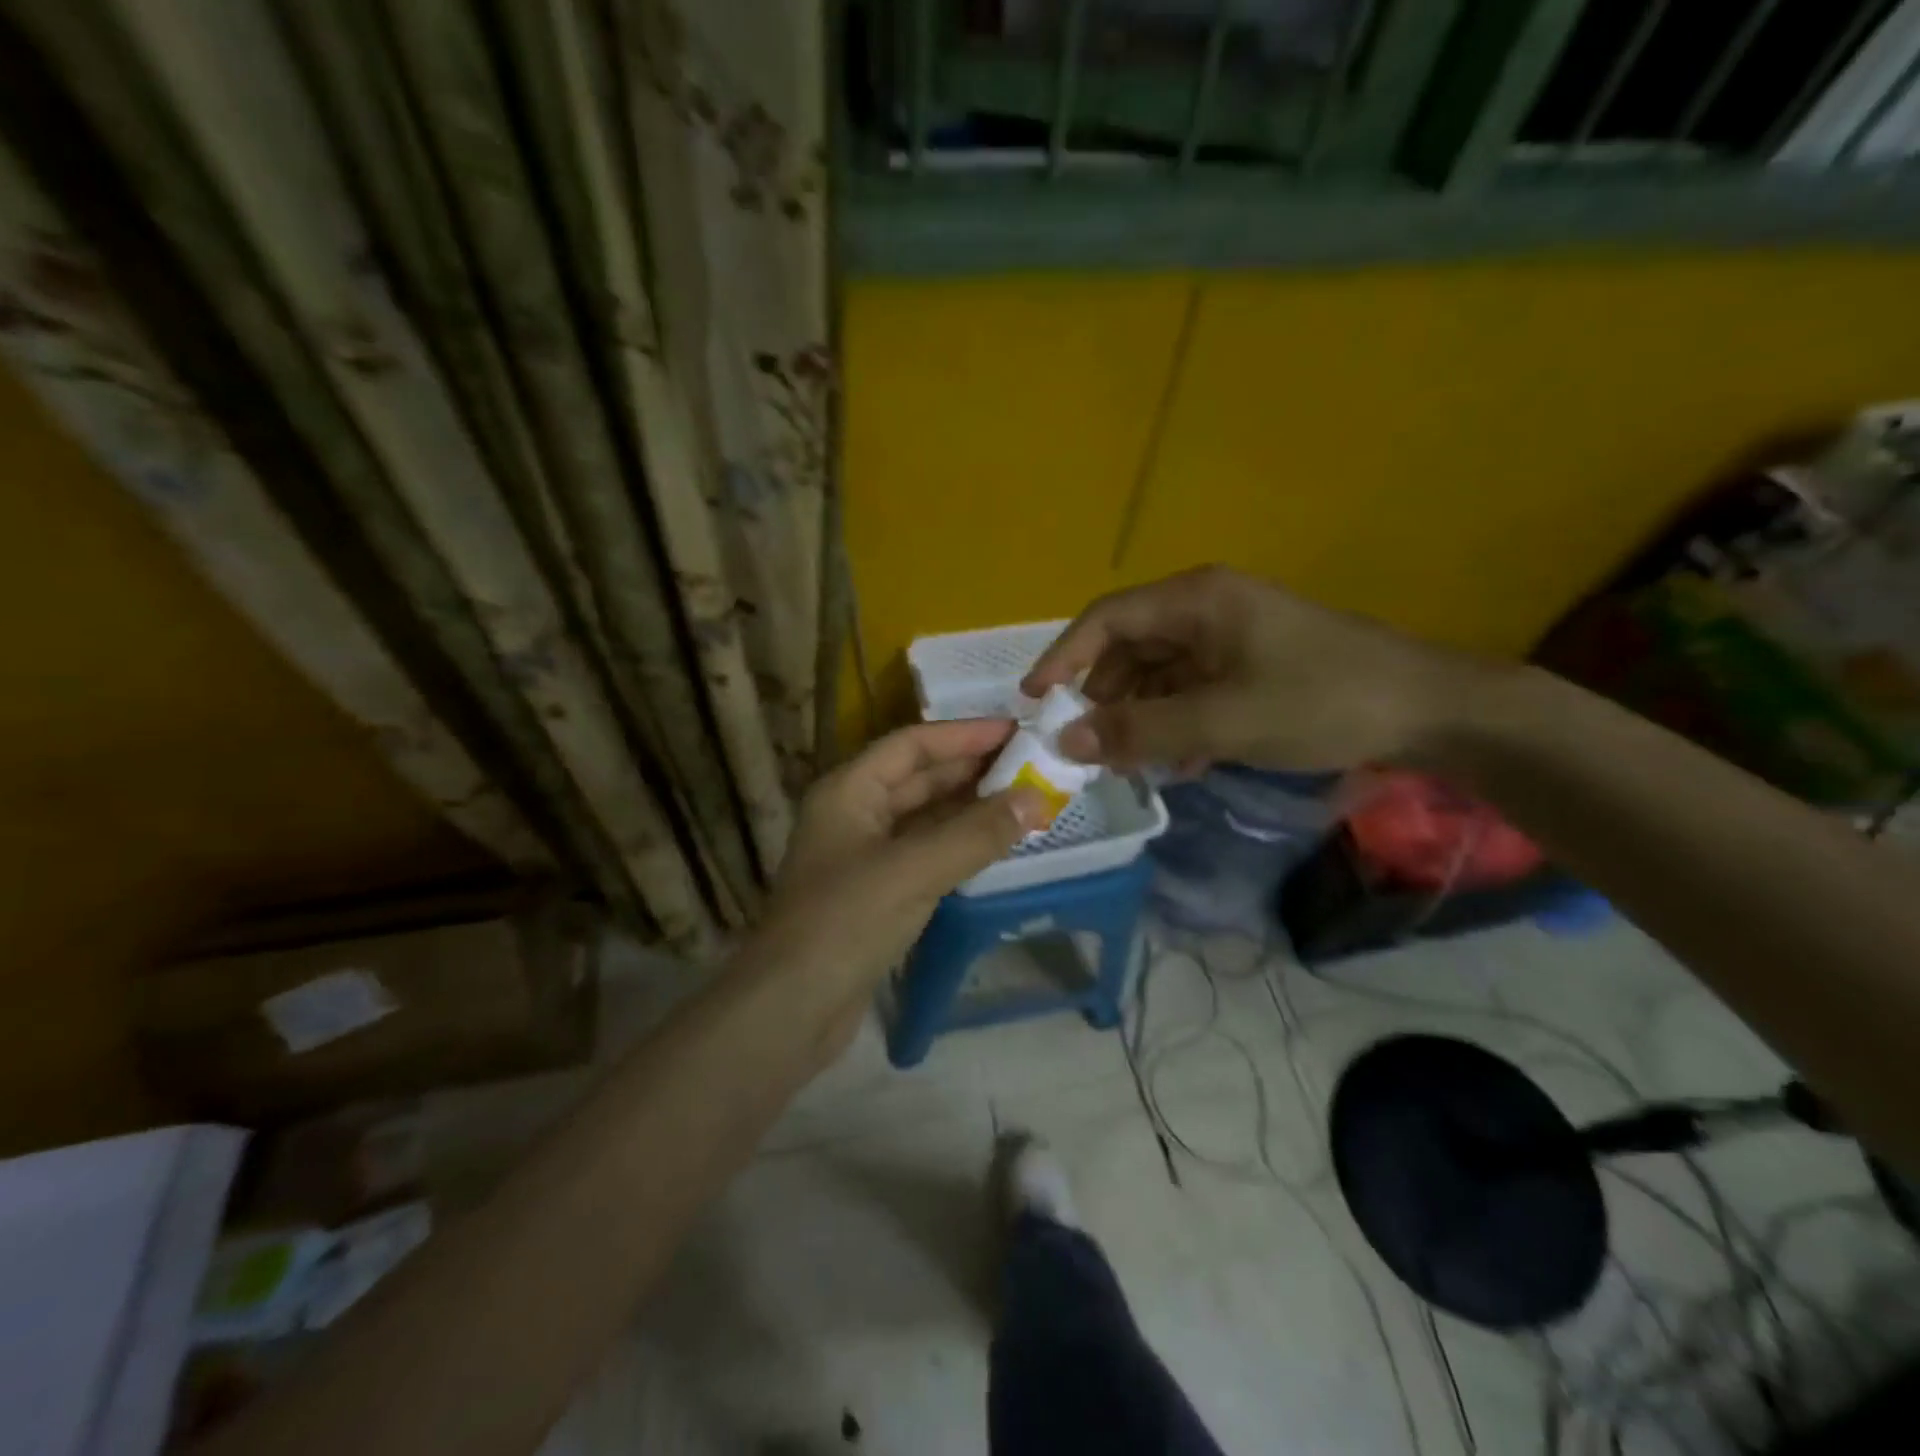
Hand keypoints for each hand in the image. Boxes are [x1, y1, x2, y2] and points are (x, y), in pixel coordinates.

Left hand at [748, 719, 1047, 1027]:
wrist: (791, 1009)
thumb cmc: (845, 922)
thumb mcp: (913, 869)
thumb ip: (976, 834)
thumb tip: (1036, 798)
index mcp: (849, 790)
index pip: (912, 744)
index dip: (964, 735)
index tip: (1016, 731)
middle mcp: (854, 813)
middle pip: (919, 778)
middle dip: (972, 770)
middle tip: (1031, 765)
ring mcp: (864, 855)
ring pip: (925, 818)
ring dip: (970, 809)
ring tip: (1025, 799)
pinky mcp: (876, 893)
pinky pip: (926, 853)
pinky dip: (960, 845)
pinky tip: (995, 844)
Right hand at [1021, 565, 1498, 772]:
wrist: (1431, 711)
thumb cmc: (1322, 701)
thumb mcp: (1223, 720)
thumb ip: (1141, 731)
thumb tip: (1065, 740)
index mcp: (1196, 600)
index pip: (1106, 618)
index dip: (1063, 657)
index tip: (1034, 701)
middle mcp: (1207, 608)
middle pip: (1130, 647)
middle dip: (1104, 697)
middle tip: (1088, 746)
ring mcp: (1231, 636)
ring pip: (1160, 673)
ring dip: (1142, 716)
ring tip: (1134, 762)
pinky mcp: (1252, 664)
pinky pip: (1193, 689)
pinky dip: (1178, 722)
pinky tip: (1185, 761)